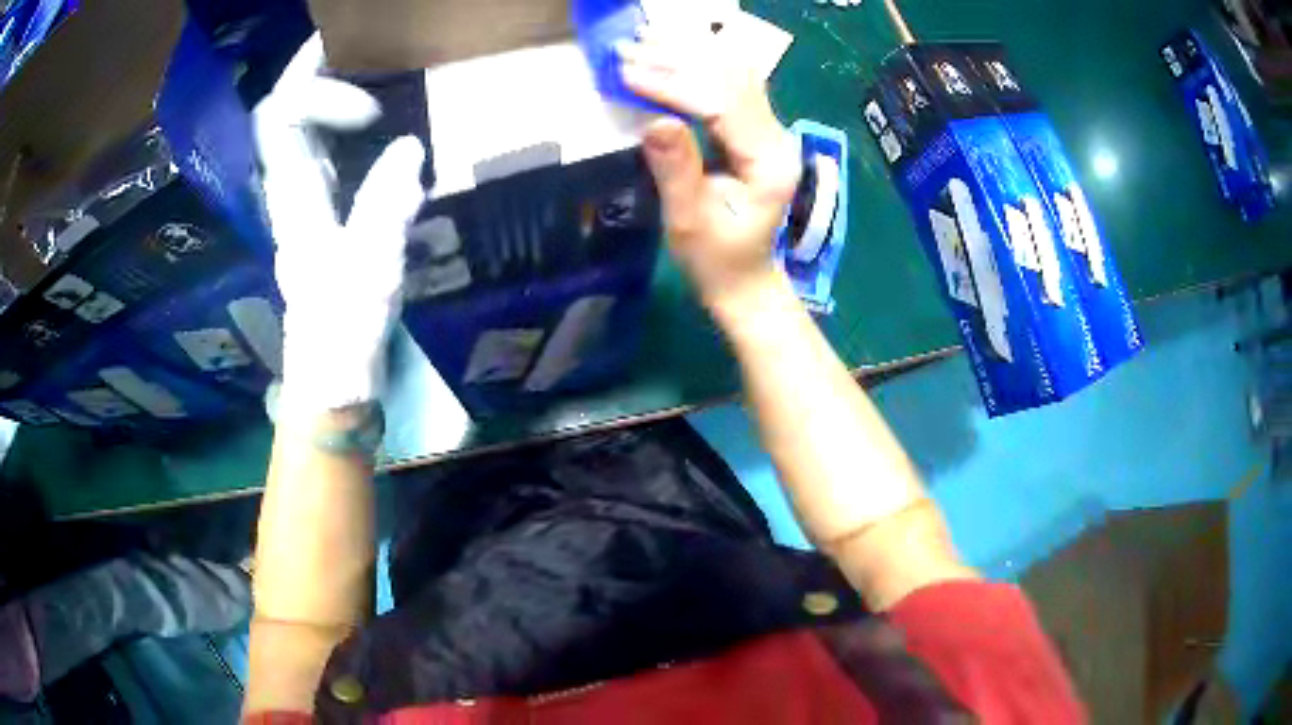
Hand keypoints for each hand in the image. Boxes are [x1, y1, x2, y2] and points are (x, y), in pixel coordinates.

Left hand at [254, 35, 425, 415]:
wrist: (331, 374)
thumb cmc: (344, 330)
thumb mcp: (369, 270)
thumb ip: (384, 207)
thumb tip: (407, 147)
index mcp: (293, 196)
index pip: (281, 118)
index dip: (318, 95)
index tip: (370, 110)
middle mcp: (290, 187)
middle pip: (282, 111)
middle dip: (312, 68)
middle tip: (352, 38)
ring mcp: (303, 198)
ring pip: (299, 127)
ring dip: (323, 88)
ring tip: (365, 61)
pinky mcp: (322, 211)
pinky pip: (319, 148)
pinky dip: (337, 119)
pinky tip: (370, 116)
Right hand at [619, 38, 801, 313]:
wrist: (746, 279)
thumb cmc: (717, 260)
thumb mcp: (689, 222)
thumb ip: (676, 171)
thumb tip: (654, 121)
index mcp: (768, 162)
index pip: (722, 104)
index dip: (673, 84)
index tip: (628, 73)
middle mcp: (777, 137)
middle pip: (732, 80)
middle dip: (677, 60)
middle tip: (628, 48)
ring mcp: (770, 130)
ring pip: (733, 75)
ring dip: (686, 55)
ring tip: (641, 42)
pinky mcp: (756, 130)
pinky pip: (729, 85)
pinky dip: (696, 67)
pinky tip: (668, 54)